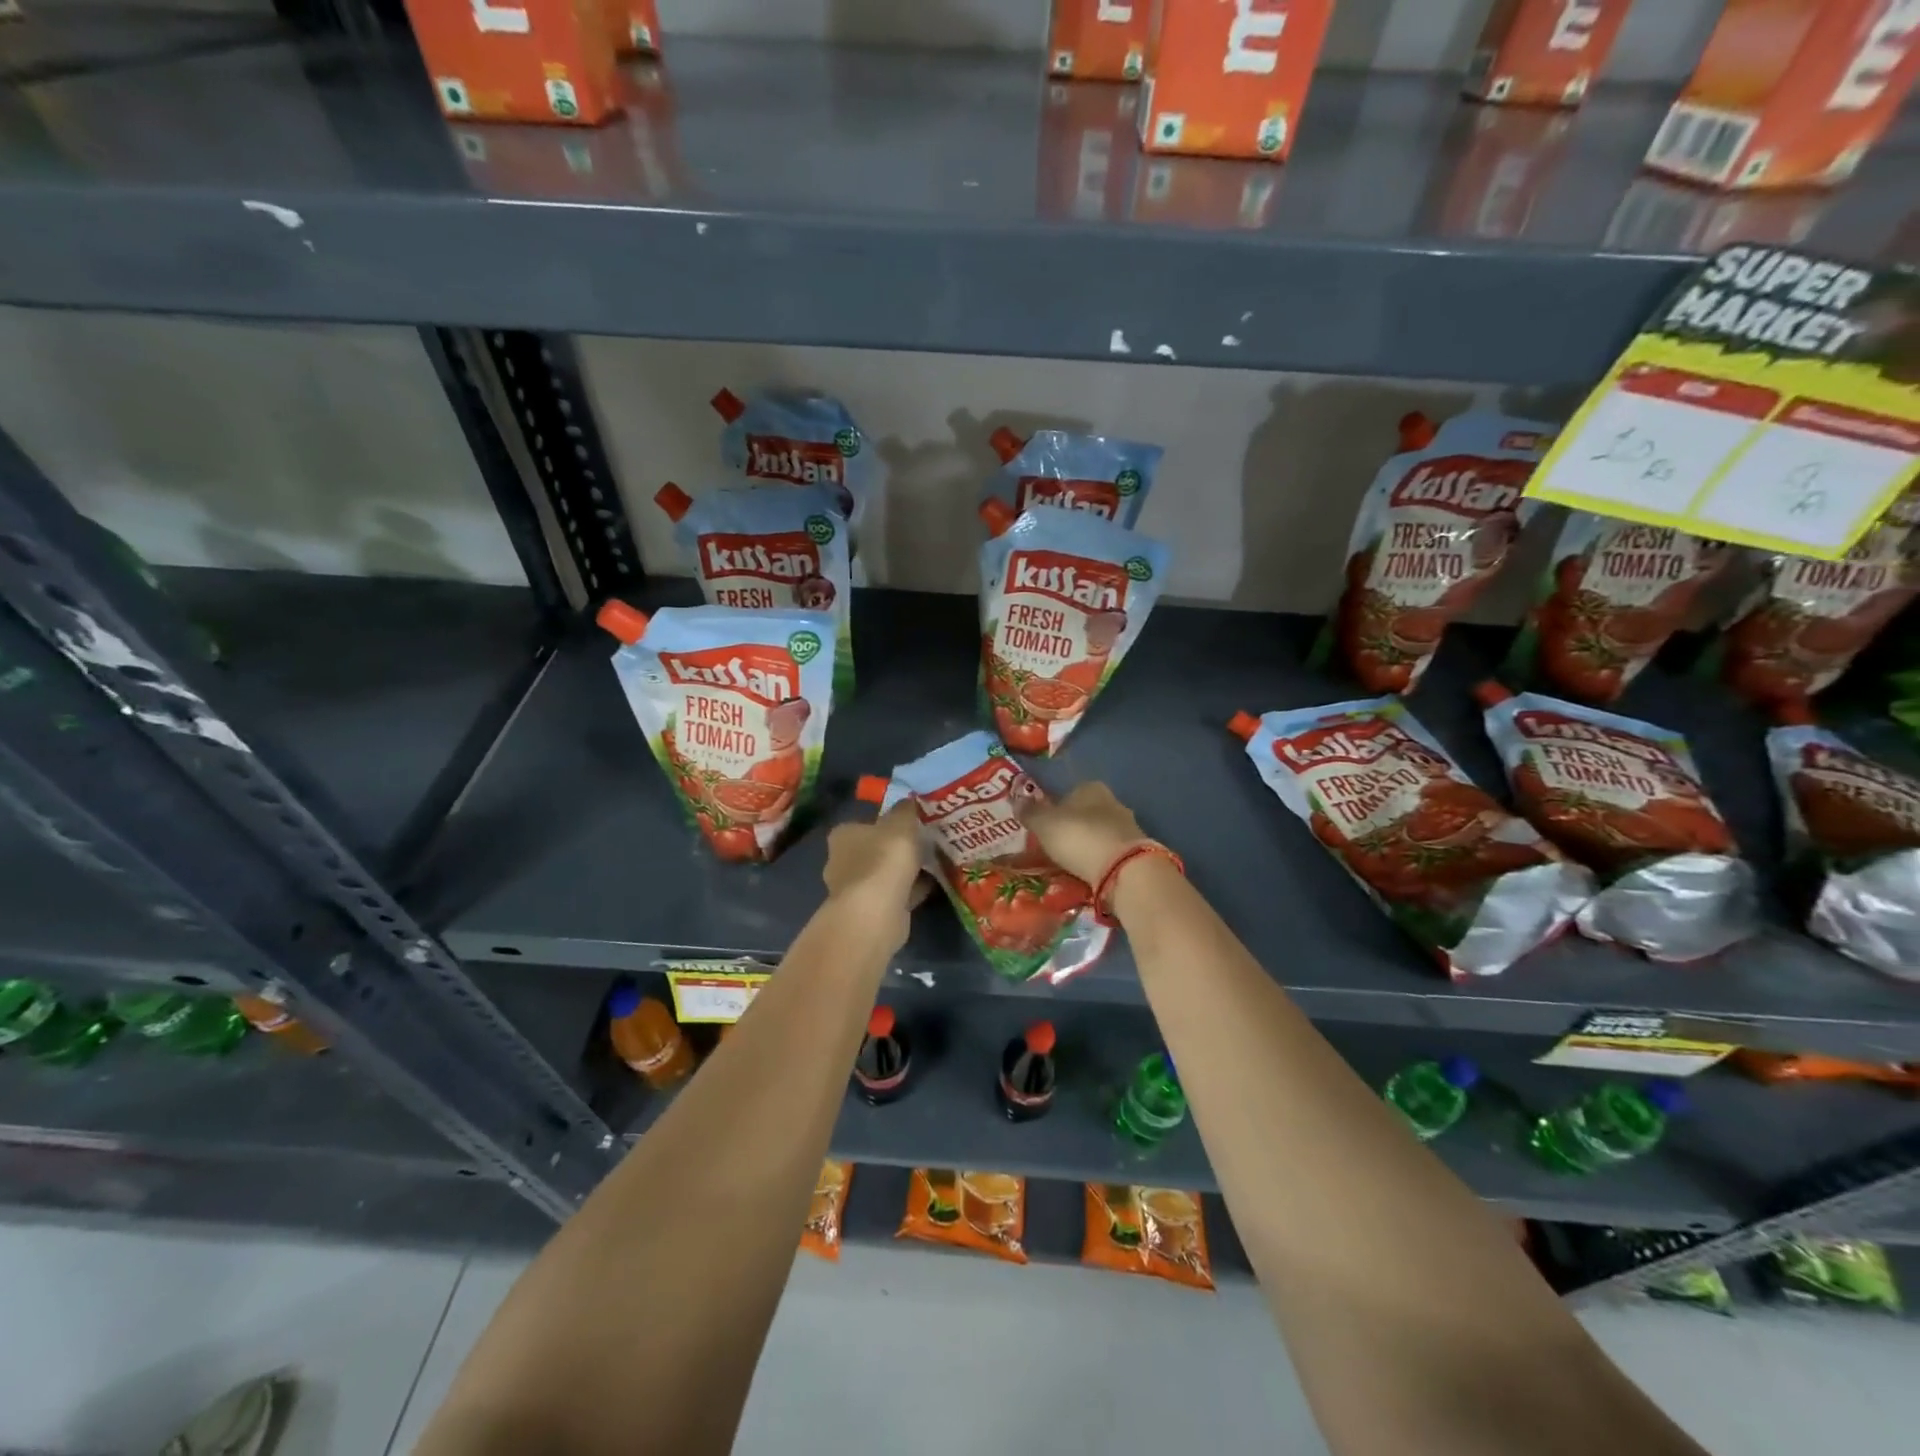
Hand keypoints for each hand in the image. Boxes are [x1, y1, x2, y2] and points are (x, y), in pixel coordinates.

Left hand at [822, 801, 924, 943]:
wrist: (876, 912)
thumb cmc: (883, 859)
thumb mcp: (901, 823)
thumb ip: (905, 810)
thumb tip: (908, 801)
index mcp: (843, 835)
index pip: (863, 824)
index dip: (886, 823)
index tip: (910, 824)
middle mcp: (841, 861)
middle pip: (873, 850)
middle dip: (896, 849)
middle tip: (925, 843)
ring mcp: (854, 890)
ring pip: (884, 874)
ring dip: (904, 871)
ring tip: (933, 863)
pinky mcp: (869, 912)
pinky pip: (895, 894)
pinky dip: (910, 890)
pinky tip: (932, 885)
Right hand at [1016, 781, 1151, 885]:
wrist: (1124, 870)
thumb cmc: (1079, 837)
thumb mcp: (1045, 824)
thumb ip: (1030, 812)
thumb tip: (1016, 799)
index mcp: (1091, 788)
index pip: (1070, 792)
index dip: (1055, 808)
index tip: (1044, 826)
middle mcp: (1113, 802)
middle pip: (1086, 813)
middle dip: (1072, 828)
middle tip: (1053, 846)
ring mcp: (1129, 828)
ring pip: (1099, 834)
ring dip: (1086, 846)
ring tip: (1069, 864)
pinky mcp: (1137, 853)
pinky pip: (1110, 854)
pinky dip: (1099, 861)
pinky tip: (1088, 874)